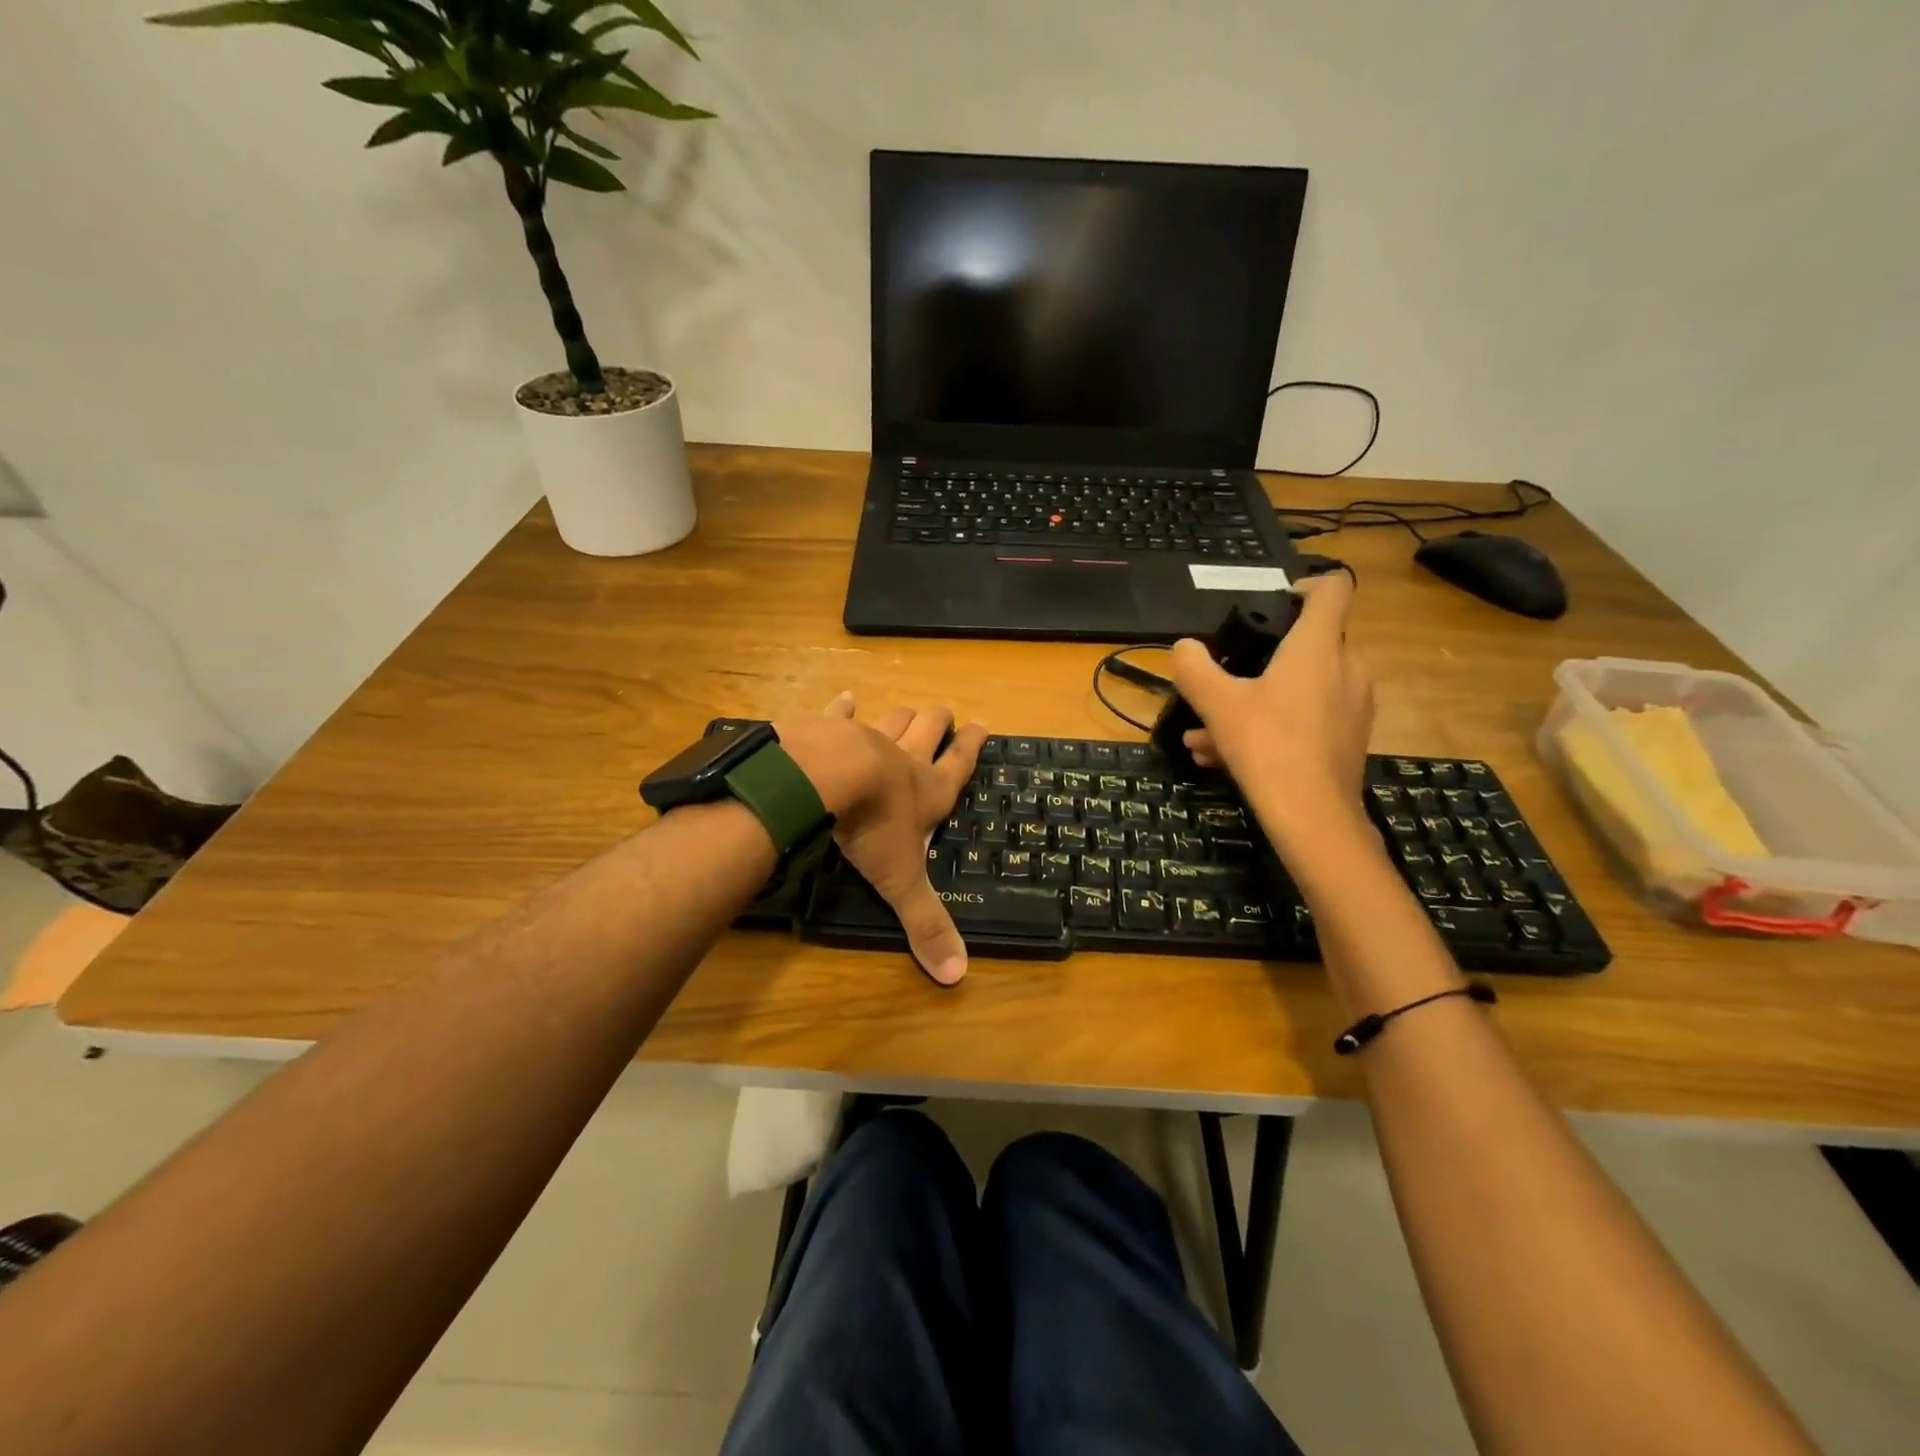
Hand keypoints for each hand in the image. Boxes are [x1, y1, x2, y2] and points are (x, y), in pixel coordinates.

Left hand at [775, 695, 986, 985]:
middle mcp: (903, 759)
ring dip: (902, 715)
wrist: (822, 780)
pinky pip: (840, 712)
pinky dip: (844, 706)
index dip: (973, 745)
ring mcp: (866, 737)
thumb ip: (926, 924)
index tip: (983, 724)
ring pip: (893, 718)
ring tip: (908, 711)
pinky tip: (847, 698)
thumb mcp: (901, 881)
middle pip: (930, 729)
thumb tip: (957, 976)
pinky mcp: (829, 728)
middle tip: (946, 715)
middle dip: (940, 722)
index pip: (960, 764)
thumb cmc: (871, 828)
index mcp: (927, 790)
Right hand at [1168, 573, 1374, 849]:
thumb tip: (1184, 648)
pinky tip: (1222, 758)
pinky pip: (1304, 720)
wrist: (1313, 818)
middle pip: (1306, 645)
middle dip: (1258, 661)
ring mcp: (1351, 706)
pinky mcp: (1347, 739)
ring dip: (1251, 703)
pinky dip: (1268, 728)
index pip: (1332, 589)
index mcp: (1318, 647)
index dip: (1306, 584)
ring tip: (1204, 734)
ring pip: (1297, 690)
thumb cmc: (1267, 746)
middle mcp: (1345, 668)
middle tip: (1221, 683)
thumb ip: (1195, 668)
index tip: (1275, 601)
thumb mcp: (1216, 704)